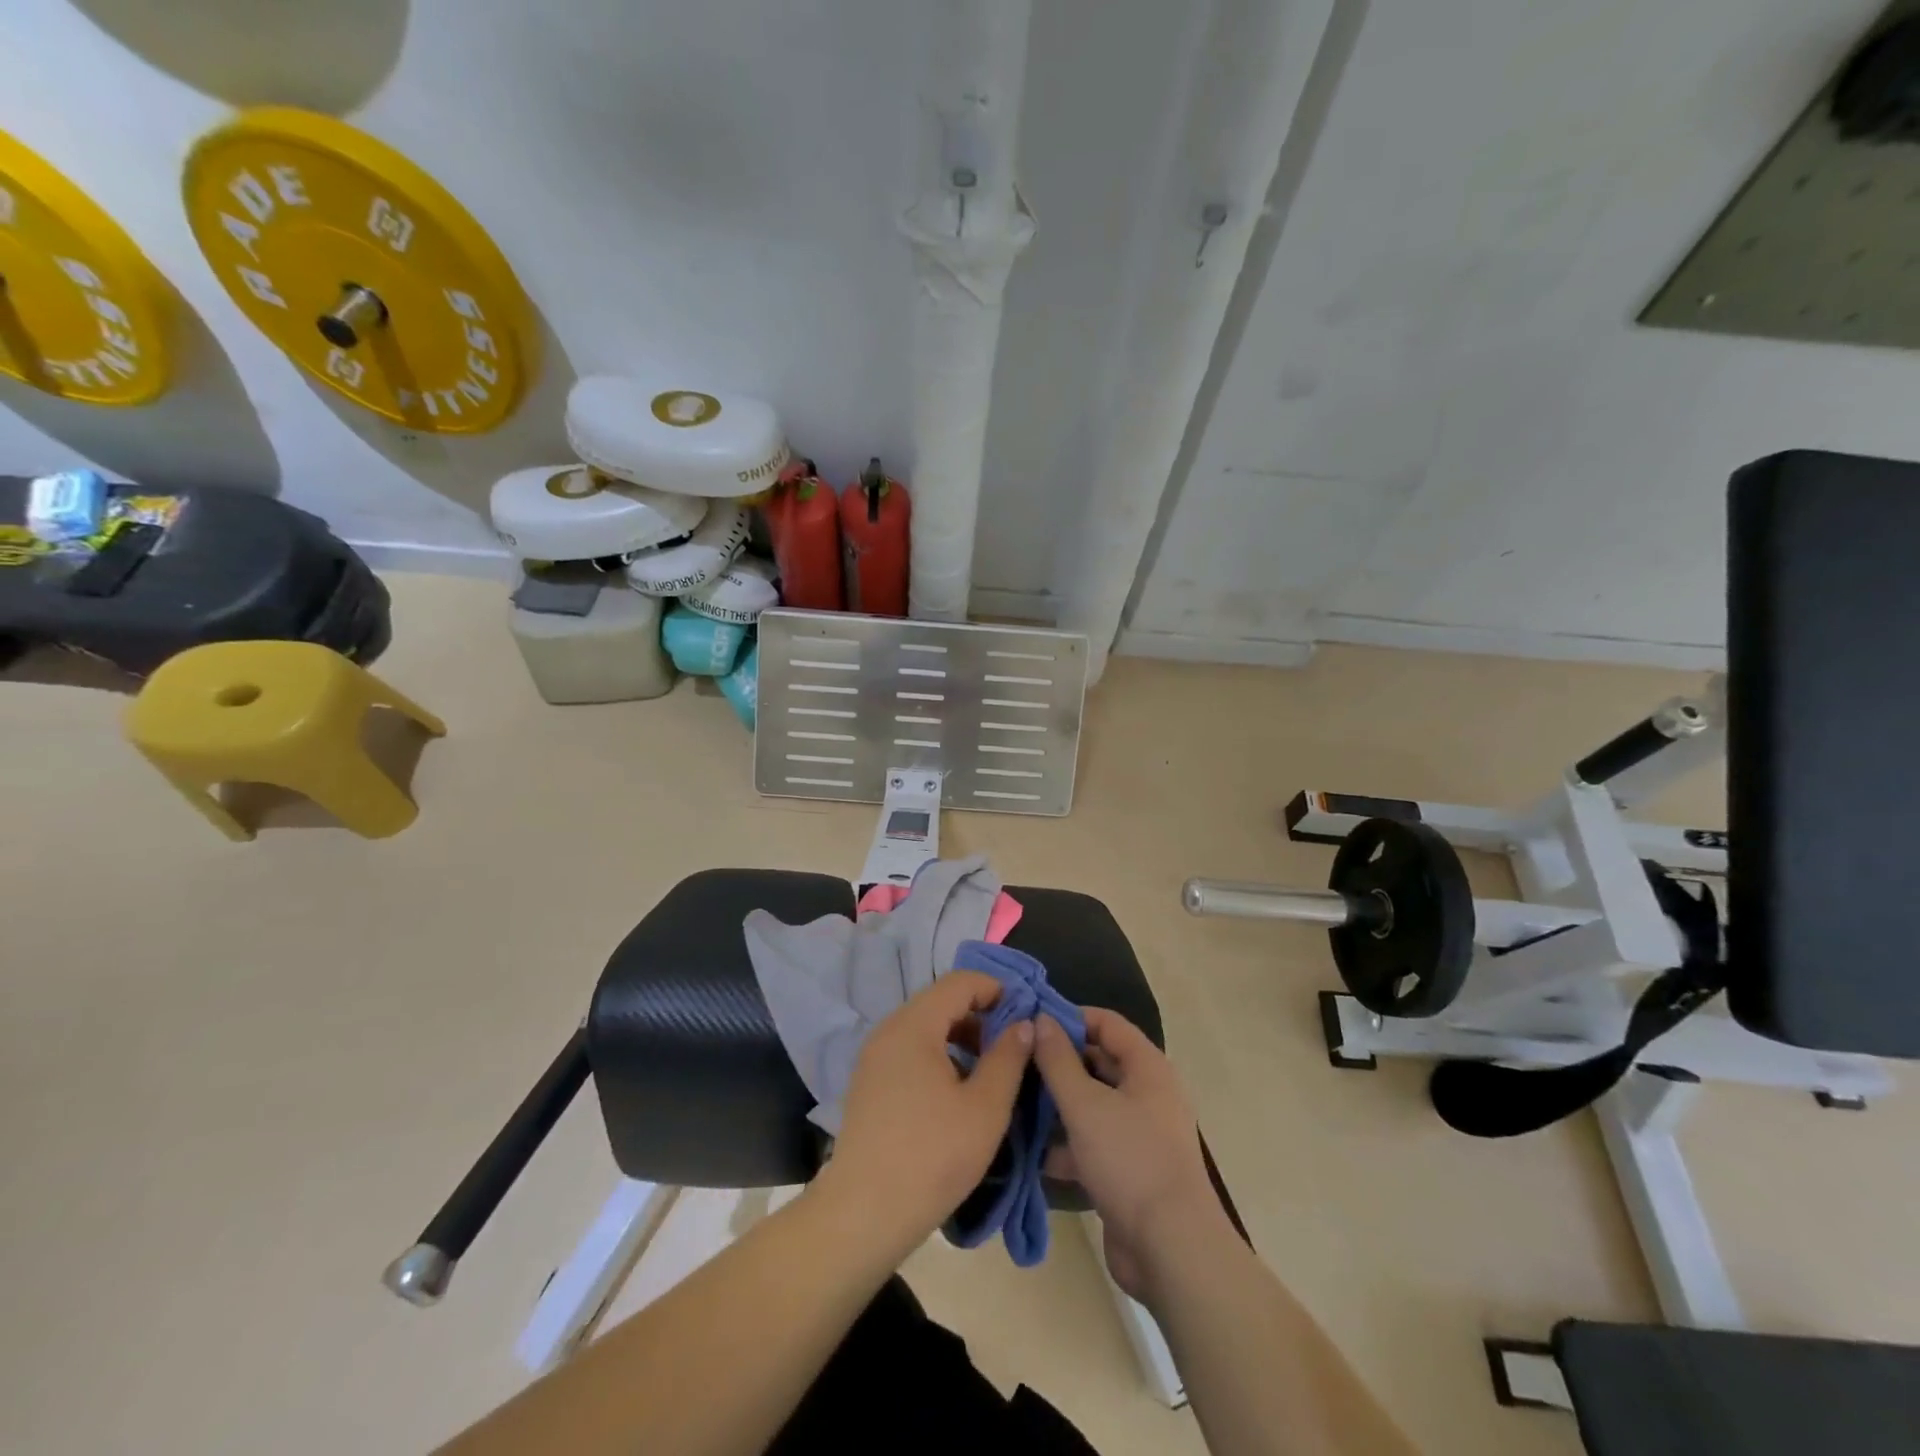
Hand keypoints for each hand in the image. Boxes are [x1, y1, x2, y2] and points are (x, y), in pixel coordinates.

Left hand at [817, 971, 1032, 1253]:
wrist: (863, 1214)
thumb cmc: (932, 1157)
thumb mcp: (985, 1108)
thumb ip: (1008, 1058)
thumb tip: (1024, 1024)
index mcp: (914, 1025)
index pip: (959, 982)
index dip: (996, 989)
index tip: (1026, 1014)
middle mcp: (889, 1030)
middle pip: (940, 1000)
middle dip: (981, 1014)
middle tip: (1013, 1045)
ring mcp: (874, 1056)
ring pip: (926, 1026)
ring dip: (961, 1036)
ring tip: (990, 1069)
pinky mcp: (869, 1082)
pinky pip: (910, 1049)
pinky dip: (939, 1054)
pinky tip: (958, 1090)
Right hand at [1032, 1009, 1227, 1300]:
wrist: (1171, 1250)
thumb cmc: (1129, 1160)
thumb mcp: (1085, 1104)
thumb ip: (1058, 1060)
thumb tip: (1040, 1019)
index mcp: (1147, 1068)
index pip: (1106, 1023)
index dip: (1069, 1017)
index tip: (1030, 1022)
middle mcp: (1148, 1094)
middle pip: (1099, 1063)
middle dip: (1058, 1063)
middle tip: (1015, 1063)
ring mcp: (1140, 1134)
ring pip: (1092, 1106)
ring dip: (1057, 1106)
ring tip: (1013, 1103)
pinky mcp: (1129, 1171)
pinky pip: (1093, 1144)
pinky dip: (1066, 1146)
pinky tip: (1030, 1153)